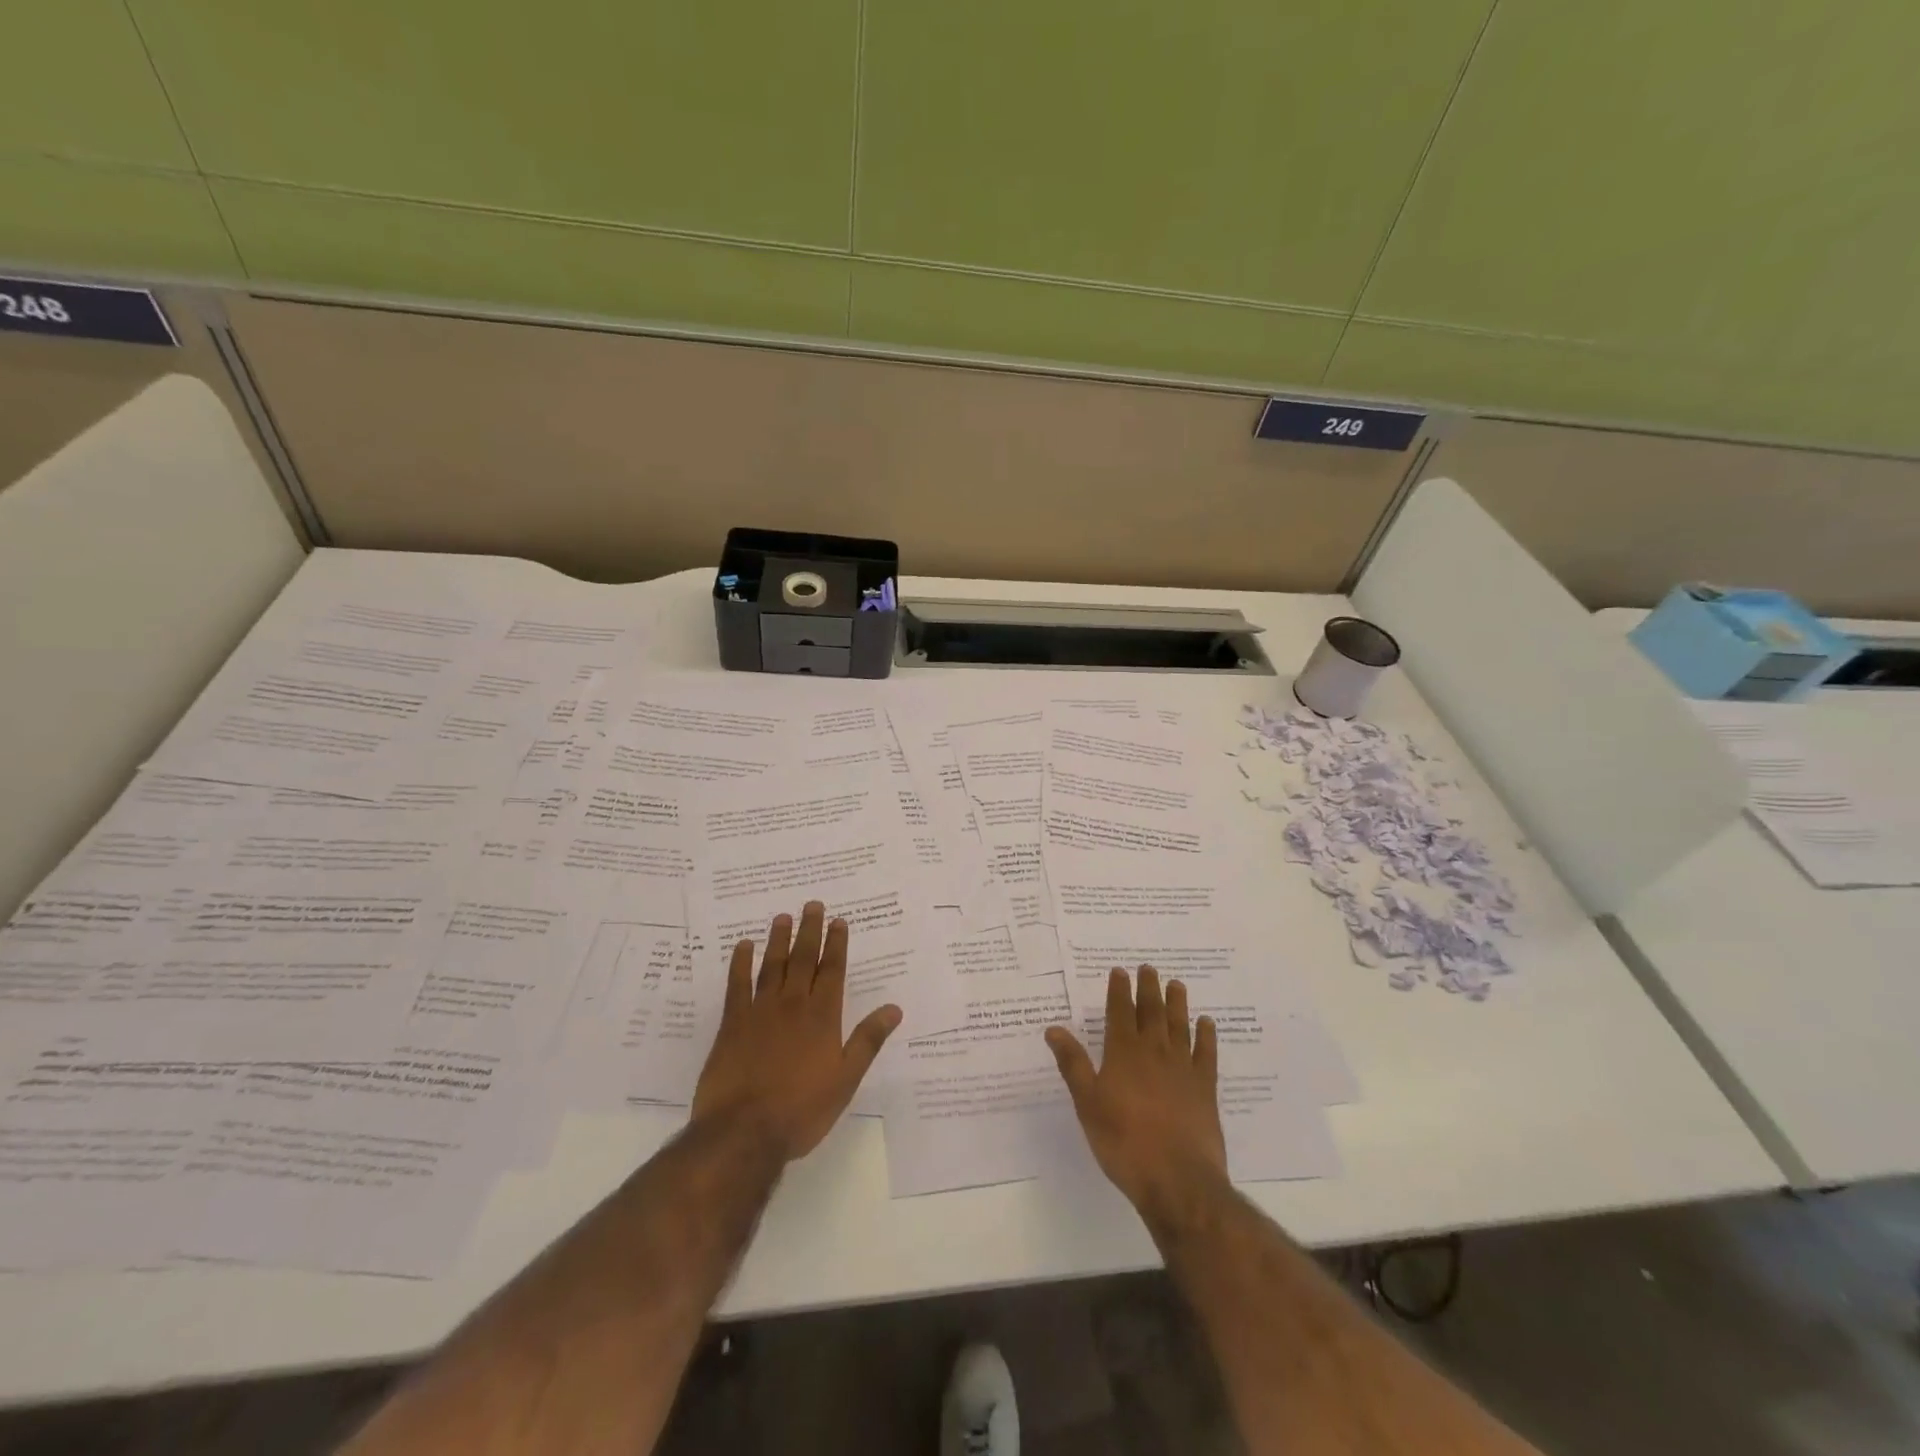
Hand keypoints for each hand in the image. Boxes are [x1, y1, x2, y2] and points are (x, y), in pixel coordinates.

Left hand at [691, 901, 901, 1162]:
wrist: (744, 1131)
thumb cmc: (802, 1110)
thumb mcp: (846, 1079)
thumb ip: (868, 1040)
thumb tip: (894, 1009)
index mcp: (823, 1017)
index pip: (833, 971)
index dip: (836, 944)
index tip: (838, 921)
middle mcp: (793, 1004)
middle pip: (803, 959)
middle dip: (810, 931)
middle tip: (812, 904)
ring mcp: (760, 1011)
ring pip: (772, 965)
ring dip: (778, 940)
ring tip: (782, 917)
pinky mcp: (732, 1024)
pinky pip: (737, 985)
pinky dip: (740, 963)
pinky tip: (742, 947)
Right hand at [1046, 966, 1226, 1224]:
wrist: (1177, 1178)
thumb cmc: (1123, 1141)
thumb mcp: (1087, 1103)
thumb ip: (1073, 1064)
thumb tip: (1053, 1029)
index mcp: (1123, 1053)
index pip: (1119, 1012)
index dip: (1119, 990)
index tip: (1119, 971)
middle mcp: (1154, 1052)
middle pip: (1151, 1012)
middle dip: (1148, 989)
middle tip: (1149, 968)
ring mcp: (1183, 1068)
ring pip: (1179, 1026)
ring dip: (1177, 1004)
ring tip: (1176, 984)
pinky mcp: (1205, 1089)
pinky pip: (1206, 1054)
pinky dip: (1206, 1036)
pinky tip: (1207, 1024)